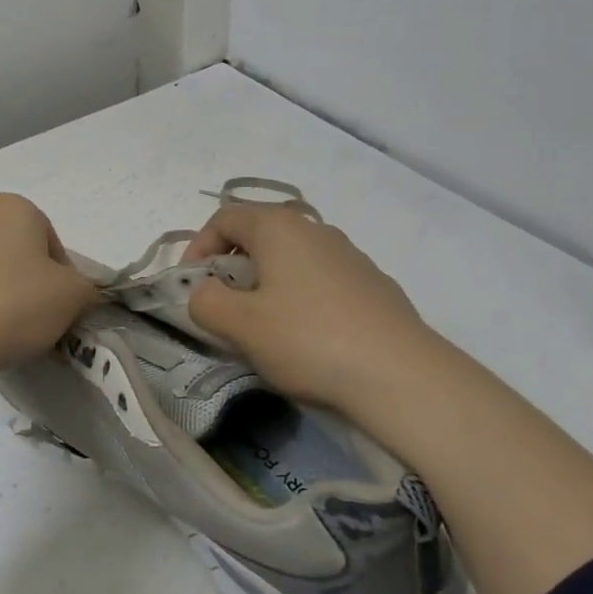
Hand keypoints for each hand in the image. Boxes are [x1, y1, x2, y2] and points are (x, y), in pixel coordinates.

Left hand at [0, 194, 96, 445]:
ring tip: (5, 332)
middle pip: (19, 253)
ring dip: (1, 295)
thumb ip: (87, 289)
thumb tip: (78, 293)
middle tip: (36, 320)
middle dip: (31, 284)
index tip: (60, 307)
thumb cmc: (14, 303)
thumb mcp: (72, 297)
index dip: (63, 278)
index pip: (53, 242)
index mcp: (14, 207)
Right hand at [184, 202, 440, 419]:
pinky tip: (307, 337)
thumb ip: (205, 302)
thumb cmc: (308, 339)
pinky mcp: (373, 284)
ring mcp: (349, 255)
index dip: (197, 248)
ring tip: (263, 325)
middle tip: (223, 306)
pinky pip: (320, 280)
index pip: (224, 218)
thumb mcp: (239, 325)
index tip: (190, 287)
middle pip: (258, 234)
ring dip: (266, 283)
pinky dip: (300, 297)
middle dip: (231, 267)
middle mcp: (315, 229)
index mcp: (278, 227)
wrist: (401, 375)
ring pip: (291, 258)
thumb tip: (204, 293)